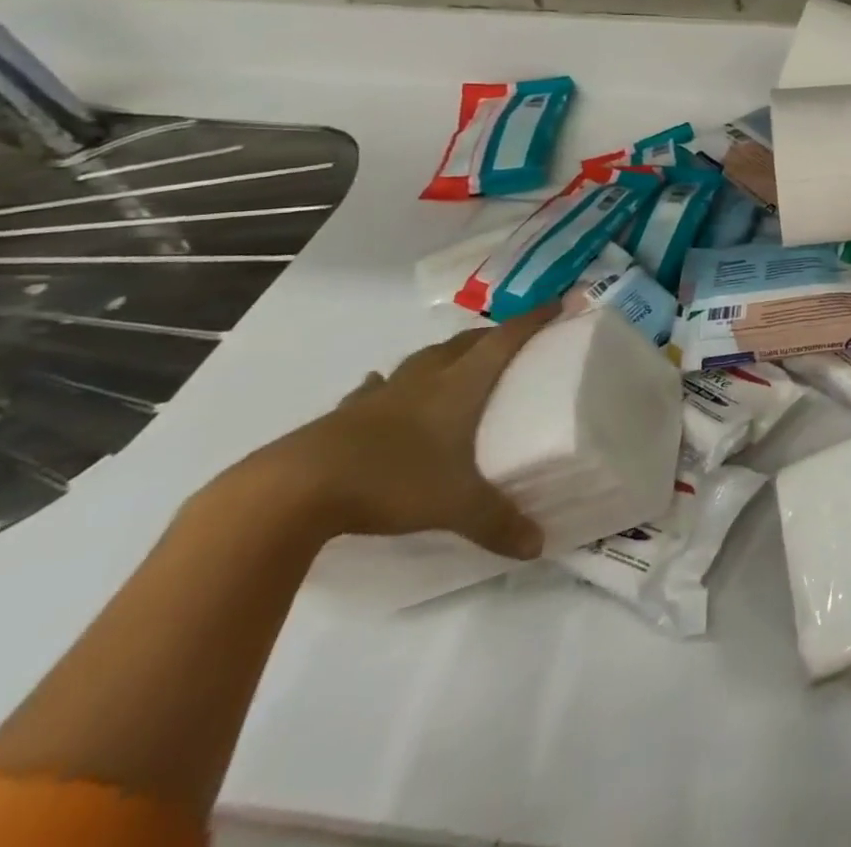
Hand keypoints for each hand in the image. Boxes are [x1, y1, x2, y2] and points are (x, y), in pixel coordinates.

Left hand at [230, 307, 556, 559]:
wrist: (292, 491)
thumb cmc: (392, 481)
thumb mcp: (455, 505)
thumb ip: (498, 523)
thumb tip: (539, 547)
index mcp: (461, 386)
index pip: (506, 340)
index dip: (533, 319)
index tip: (558, 303)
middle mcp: (426, 379)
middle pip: (464, 342)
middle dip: (490, 336)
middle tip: (509, 342)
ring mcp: (381, 394)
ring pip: (422, 359)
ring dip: (443, 354)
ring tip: (454, 362)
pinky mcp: (344, 414)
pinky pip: (374, 388)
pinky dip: (386, 385)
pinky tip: (380, 388)